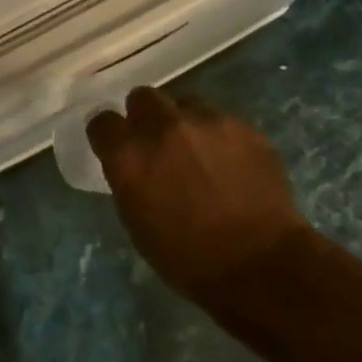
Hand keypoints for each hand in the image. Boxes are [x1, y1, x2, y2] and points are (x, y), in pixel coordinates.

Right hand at [88, 87, 315, 301]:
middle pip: (143, 97)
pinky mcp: (244, 127)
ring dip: (185, 122)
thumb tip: (134, 166)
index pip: (102, 122)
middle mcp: (163, 126)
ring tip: (199, 151)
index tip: (117, 148)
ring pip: (186, 102)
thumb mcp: (137, 222)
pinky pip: (223, 121)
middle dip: (145, 116)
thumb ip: (129, 180)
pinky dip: (220, 137)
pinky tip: (232, 164)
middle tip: (158, 144)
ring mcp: (207, 121)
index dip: (109, 135)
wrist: (259, 264)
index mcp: (130, 154)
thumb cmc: (187, 258)